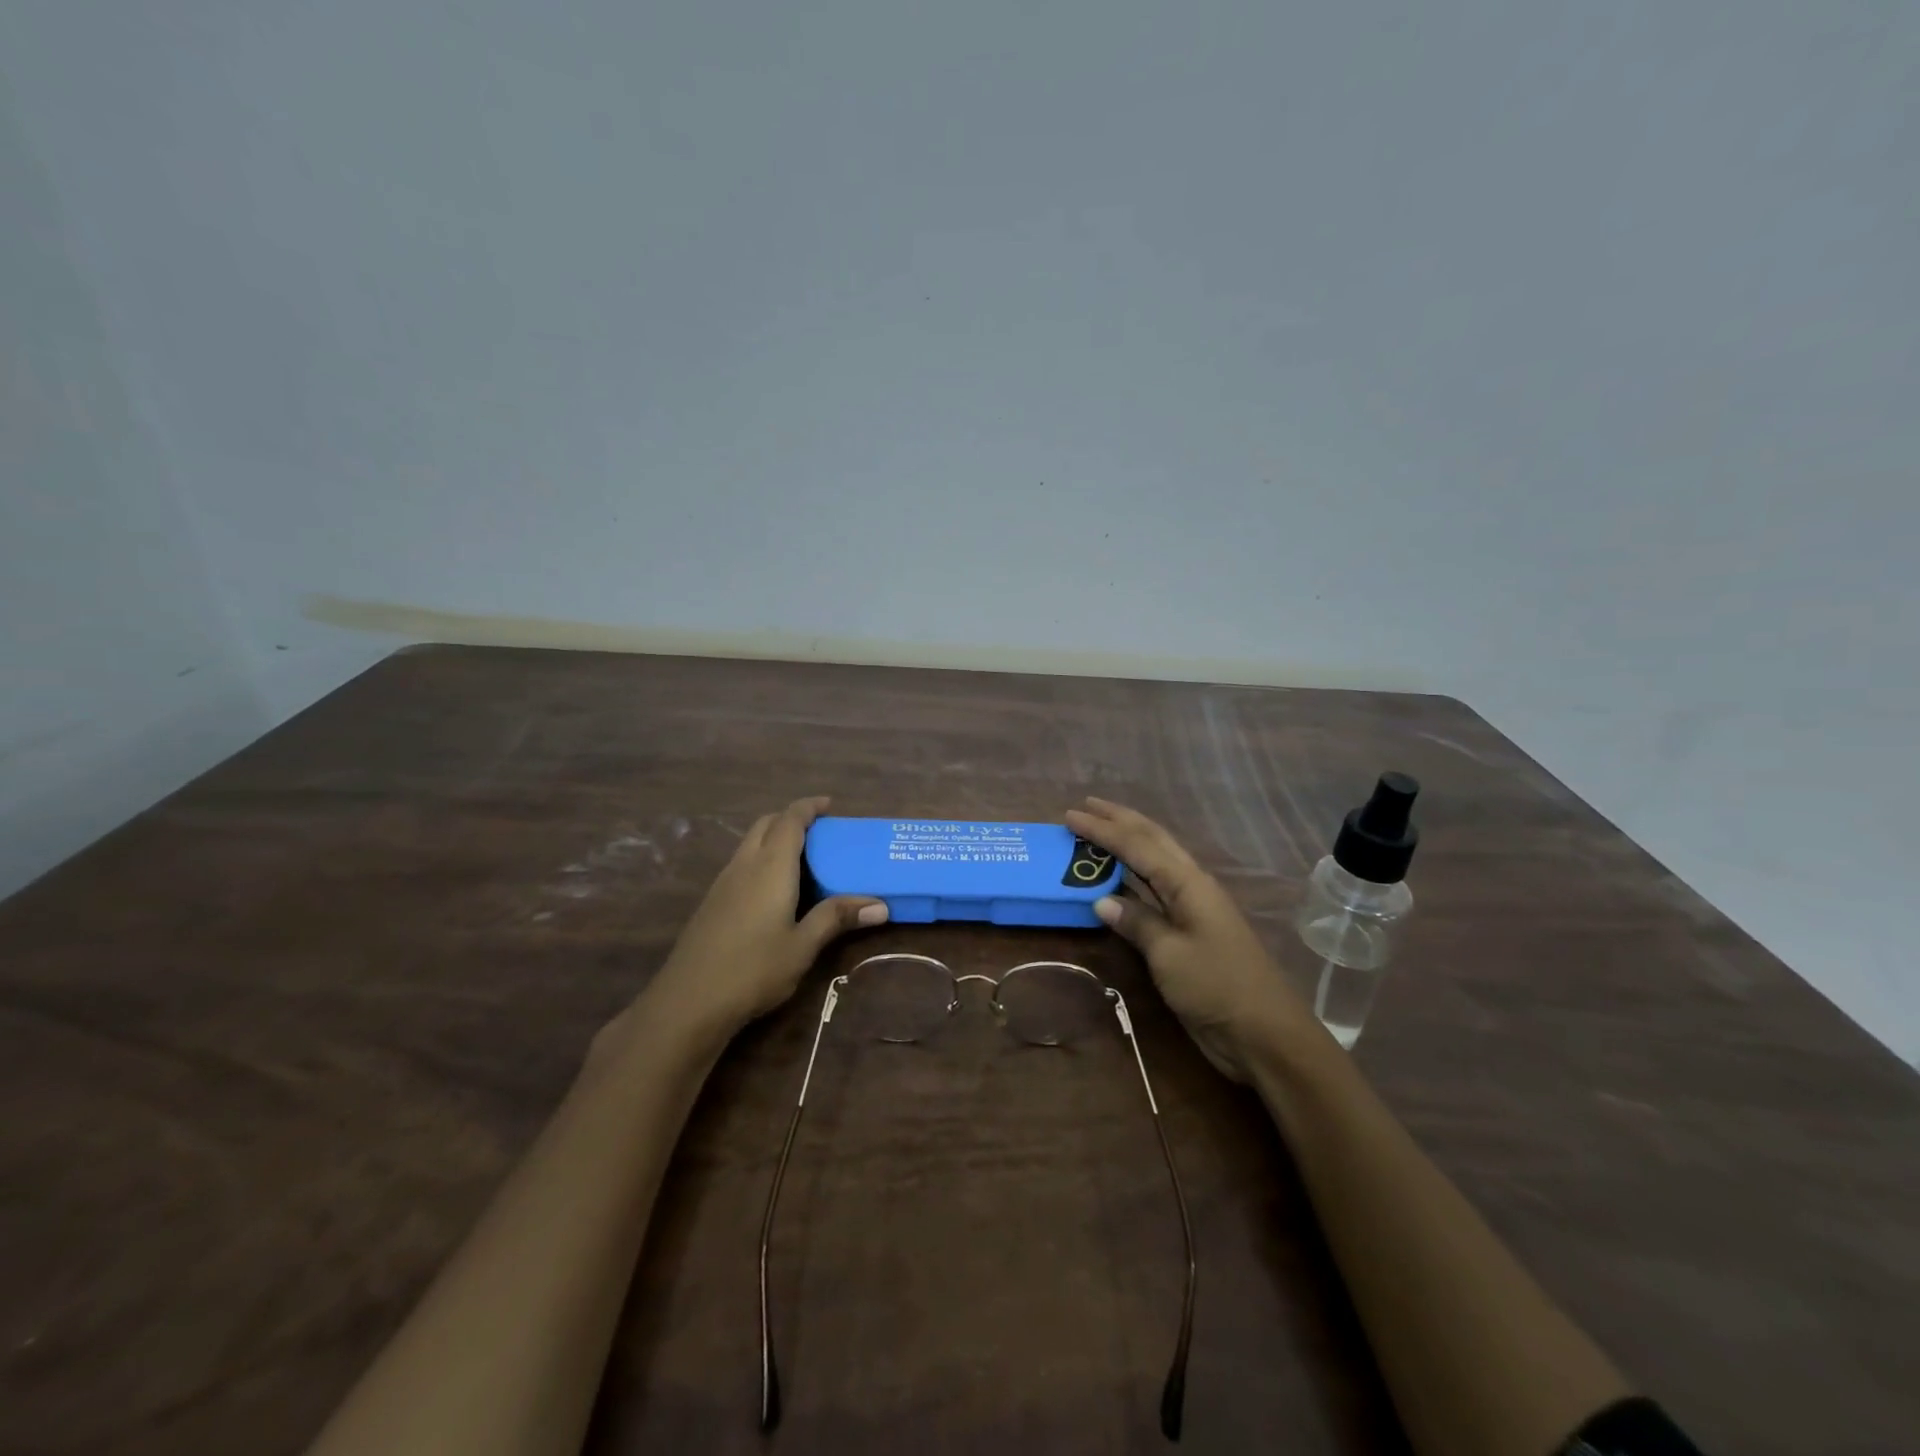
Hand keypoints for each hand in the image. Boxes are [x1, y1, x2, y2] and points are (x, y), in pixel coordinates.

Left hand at [648, 797, 886, 1032]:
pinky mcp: (712, 903)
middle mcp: (744, 865)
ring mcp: (723, 883)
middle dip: (791, 819)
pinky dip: (762, 860)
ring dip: (774, 838)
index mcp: (770, 866)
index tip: (829, 804)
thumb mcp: (803, 945)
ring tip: (804, 859)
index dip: (809, 807)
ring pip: (750, 843)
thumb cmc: (753, 969)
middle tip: (820, 833)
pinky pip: (741, 864)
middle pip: (766, 824)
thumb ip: (836, 918)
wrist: (687, 1002)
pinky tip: (775, 891)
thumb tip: (881, 905)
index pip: (790, 820)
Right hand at [1065, 797, 1314, 1080]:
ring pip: (1156, 862)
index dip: (1102, 829)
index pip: (1137, 846)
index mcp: (1188, 883)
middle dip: (1119, 821)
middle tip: (1087, 806)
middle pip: (1152, 841)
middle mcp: (1191, 886)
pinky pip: (1156, 891)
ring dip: (1127, 843)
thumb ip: (1137, 922)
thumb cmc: (1216, 987)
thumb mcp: (1170, 954)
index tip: (1070, 815)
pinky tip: (1118, 878)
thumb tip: (1102, 899)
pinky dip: (1133, 877)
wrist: (1264, 1034)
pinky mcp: (1191, 932)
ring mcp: (1194, 908)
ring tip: (1098, 830)